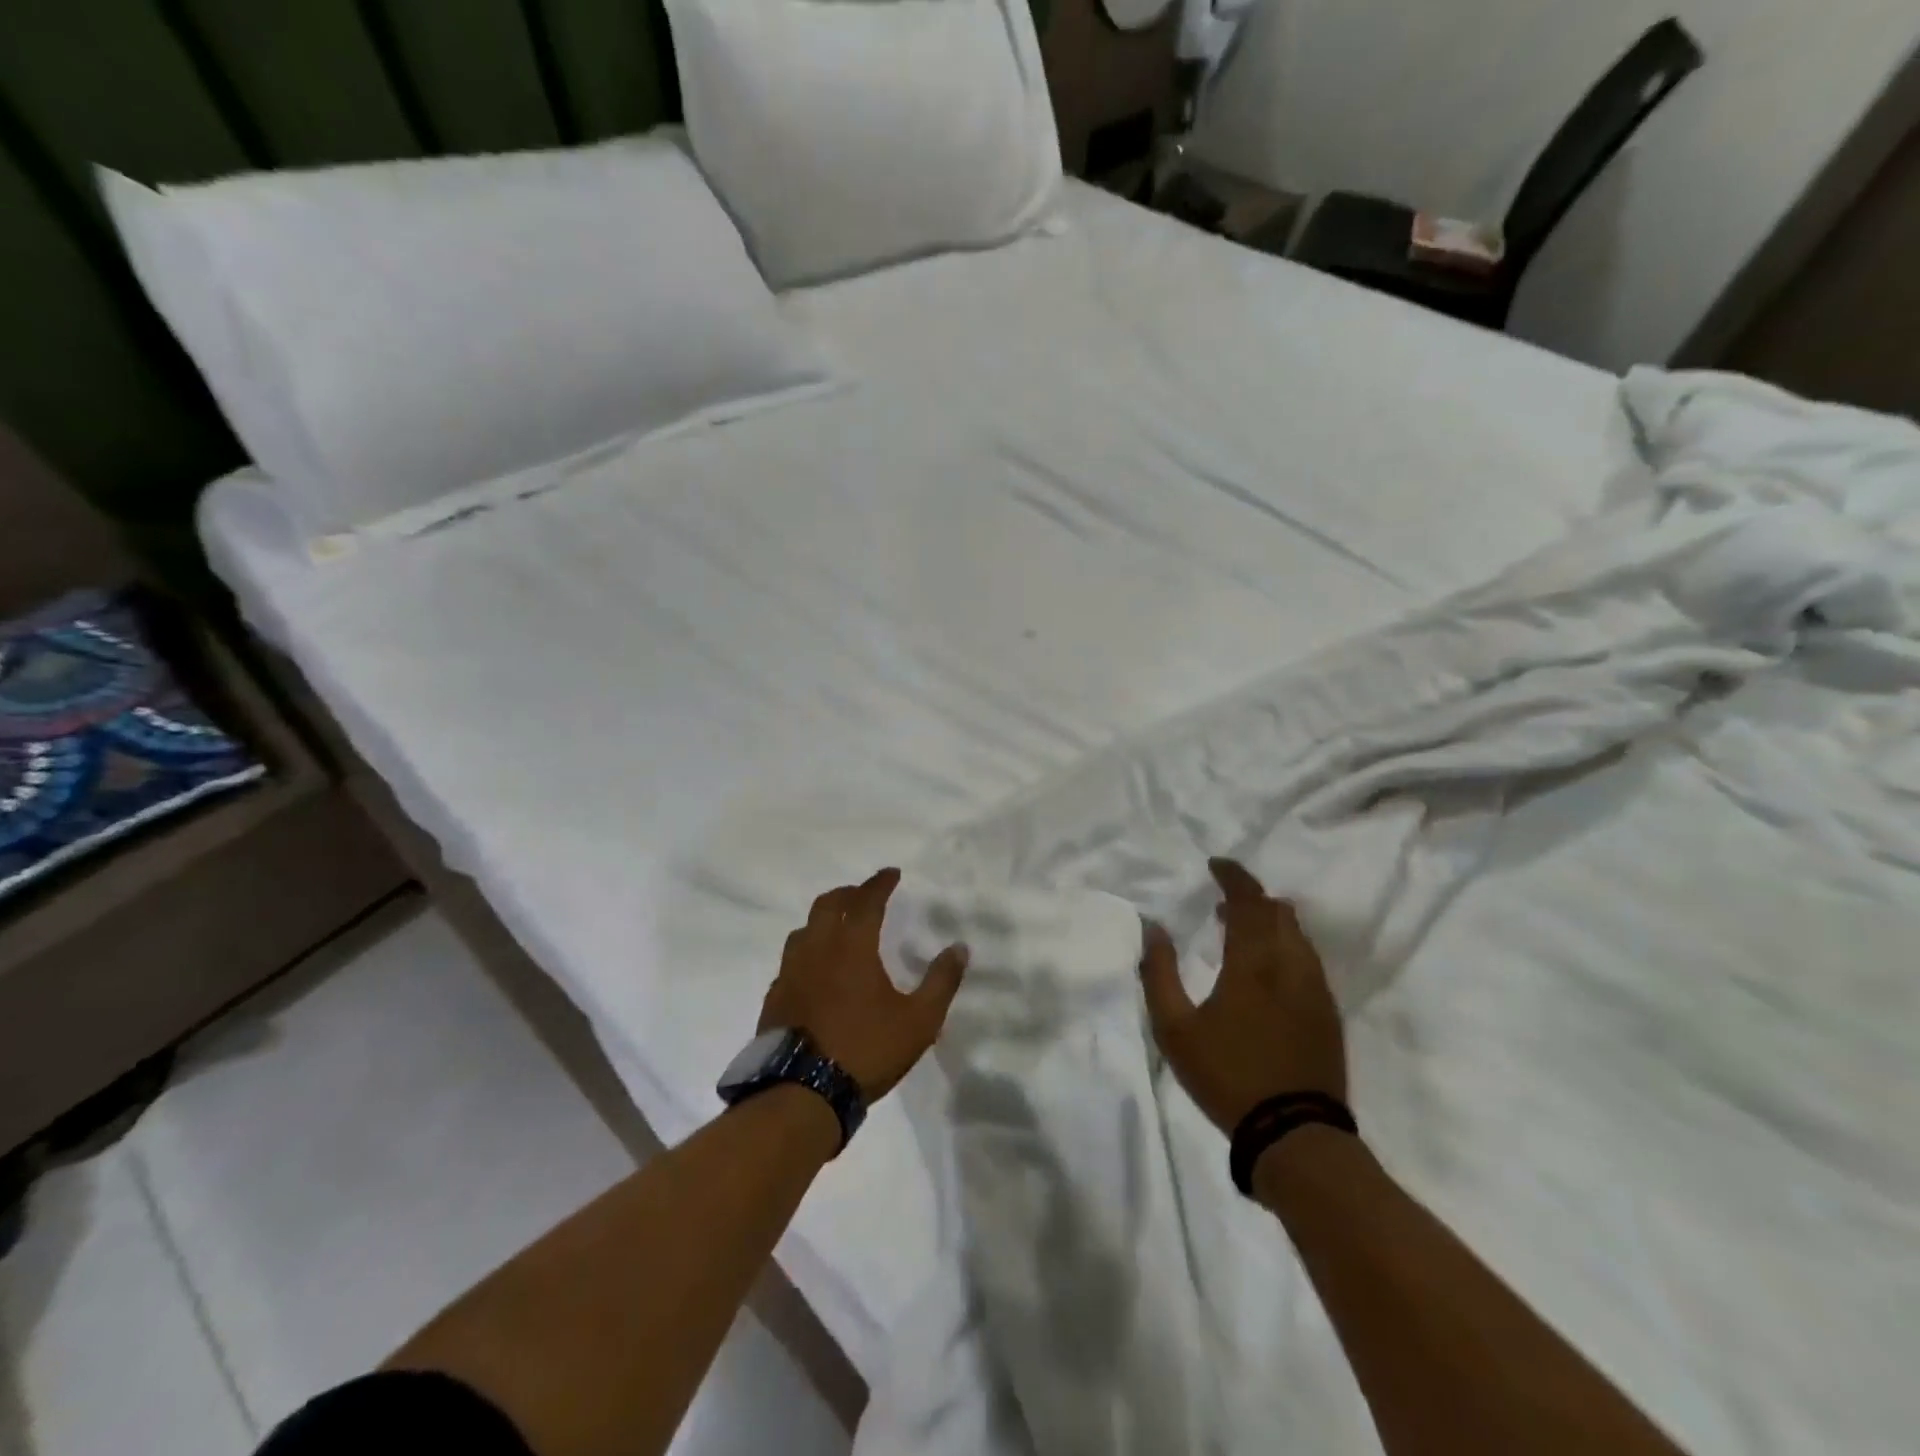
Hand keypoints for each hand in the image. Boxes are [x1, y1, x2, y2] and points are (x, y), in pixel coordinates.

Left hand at [759, 868, 969, 1099]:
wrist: (802, 1093)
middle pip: (828, 904)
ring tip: (839, 928)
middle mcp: (817, 949)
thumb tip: (960, 948)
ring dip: (823, 919)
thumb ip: (941, 981)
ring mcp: (790, 972)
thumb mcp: (918, 1021)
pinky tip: (816, 970)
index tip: (892, 873)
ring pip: (804, 929)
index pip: (866, 900)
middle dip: (849, 893)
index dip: (880, 883)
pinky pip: (791, 960)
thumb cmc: (866, 1050)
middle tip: (865, 895)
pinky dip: (807, 951)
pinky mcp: (775, 997)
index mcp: (851, 946)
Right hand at [1140, 857, 1346, 1133]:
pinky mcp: (1328, 1014)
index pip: (1249, 900)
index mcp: (1254, 962)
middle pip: (1279, 912)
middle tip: (1223, 903)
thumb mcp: (1174, 1028)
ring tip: (1242, 935)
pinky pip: (1308, 960)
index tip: (1216, 864)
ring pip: (1298, 935)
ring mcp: (1316, 990)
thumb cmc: (1227, 1075)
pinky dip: (1286, 947)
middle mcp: (1292, 965)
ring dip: (1270, 922)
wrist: (1295, 1134)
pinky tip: (1268, 971)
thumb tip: (1153, 928)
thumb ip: (1159, 972)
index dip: (1234, 876)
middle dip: (1252, 897)